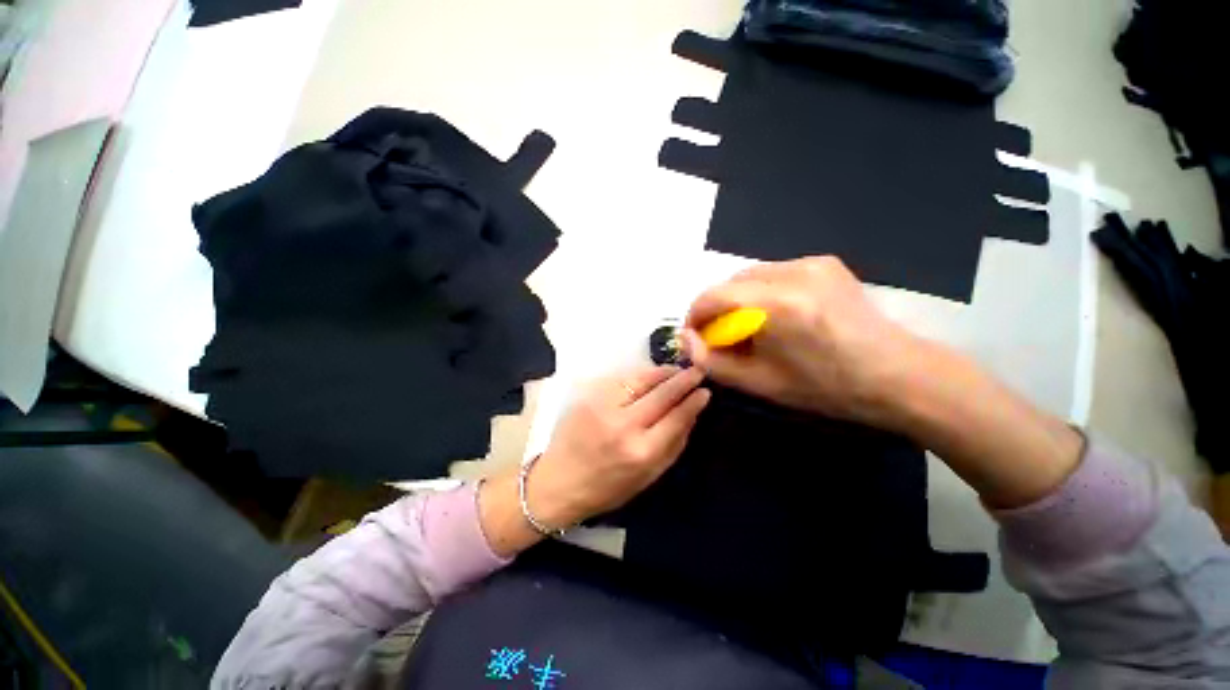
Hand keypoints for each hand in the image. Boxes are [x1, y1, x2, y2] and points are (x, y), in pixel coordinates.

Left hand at [479, 366, 708, 555]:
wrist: (559, 481)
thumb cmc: (607, 487)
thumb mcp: (648, 477)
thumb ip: (673, 446)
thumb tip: (691, 415)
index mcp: (642, 451)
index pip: (676, 417)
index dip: (693, 402)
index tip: (705, 391)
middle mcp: (624, 425)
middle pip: (661, 394)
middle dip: (683, 380)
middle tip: (697, 371)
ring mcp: (604, 406)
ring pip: (641, 380)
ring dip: (662, 373)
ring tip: (675, 371)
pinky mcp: (589, 395)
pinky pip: (622, 379)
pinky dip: (639, 376)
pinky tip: (649, 377)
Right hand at [682, 256, 1081, 507]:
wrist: (897, 375)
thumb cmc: (826, 387)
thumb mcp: (760, 383)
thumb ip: (713, 361)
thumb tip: (686, 340)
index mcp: (776, 305)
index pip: (712, 297)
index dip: (694, 316)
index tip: (695, 337)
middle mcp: (791, 272)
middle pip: (729, 283)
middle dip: (716, 309)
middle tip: (723, 337)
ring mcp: (811, 263)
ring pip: (749, 275)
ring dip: (738, 300)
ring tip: (750, 327)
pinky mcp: (824, 262)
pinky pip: (774, 273)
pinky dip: (761, 292)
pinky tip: (776, 315)